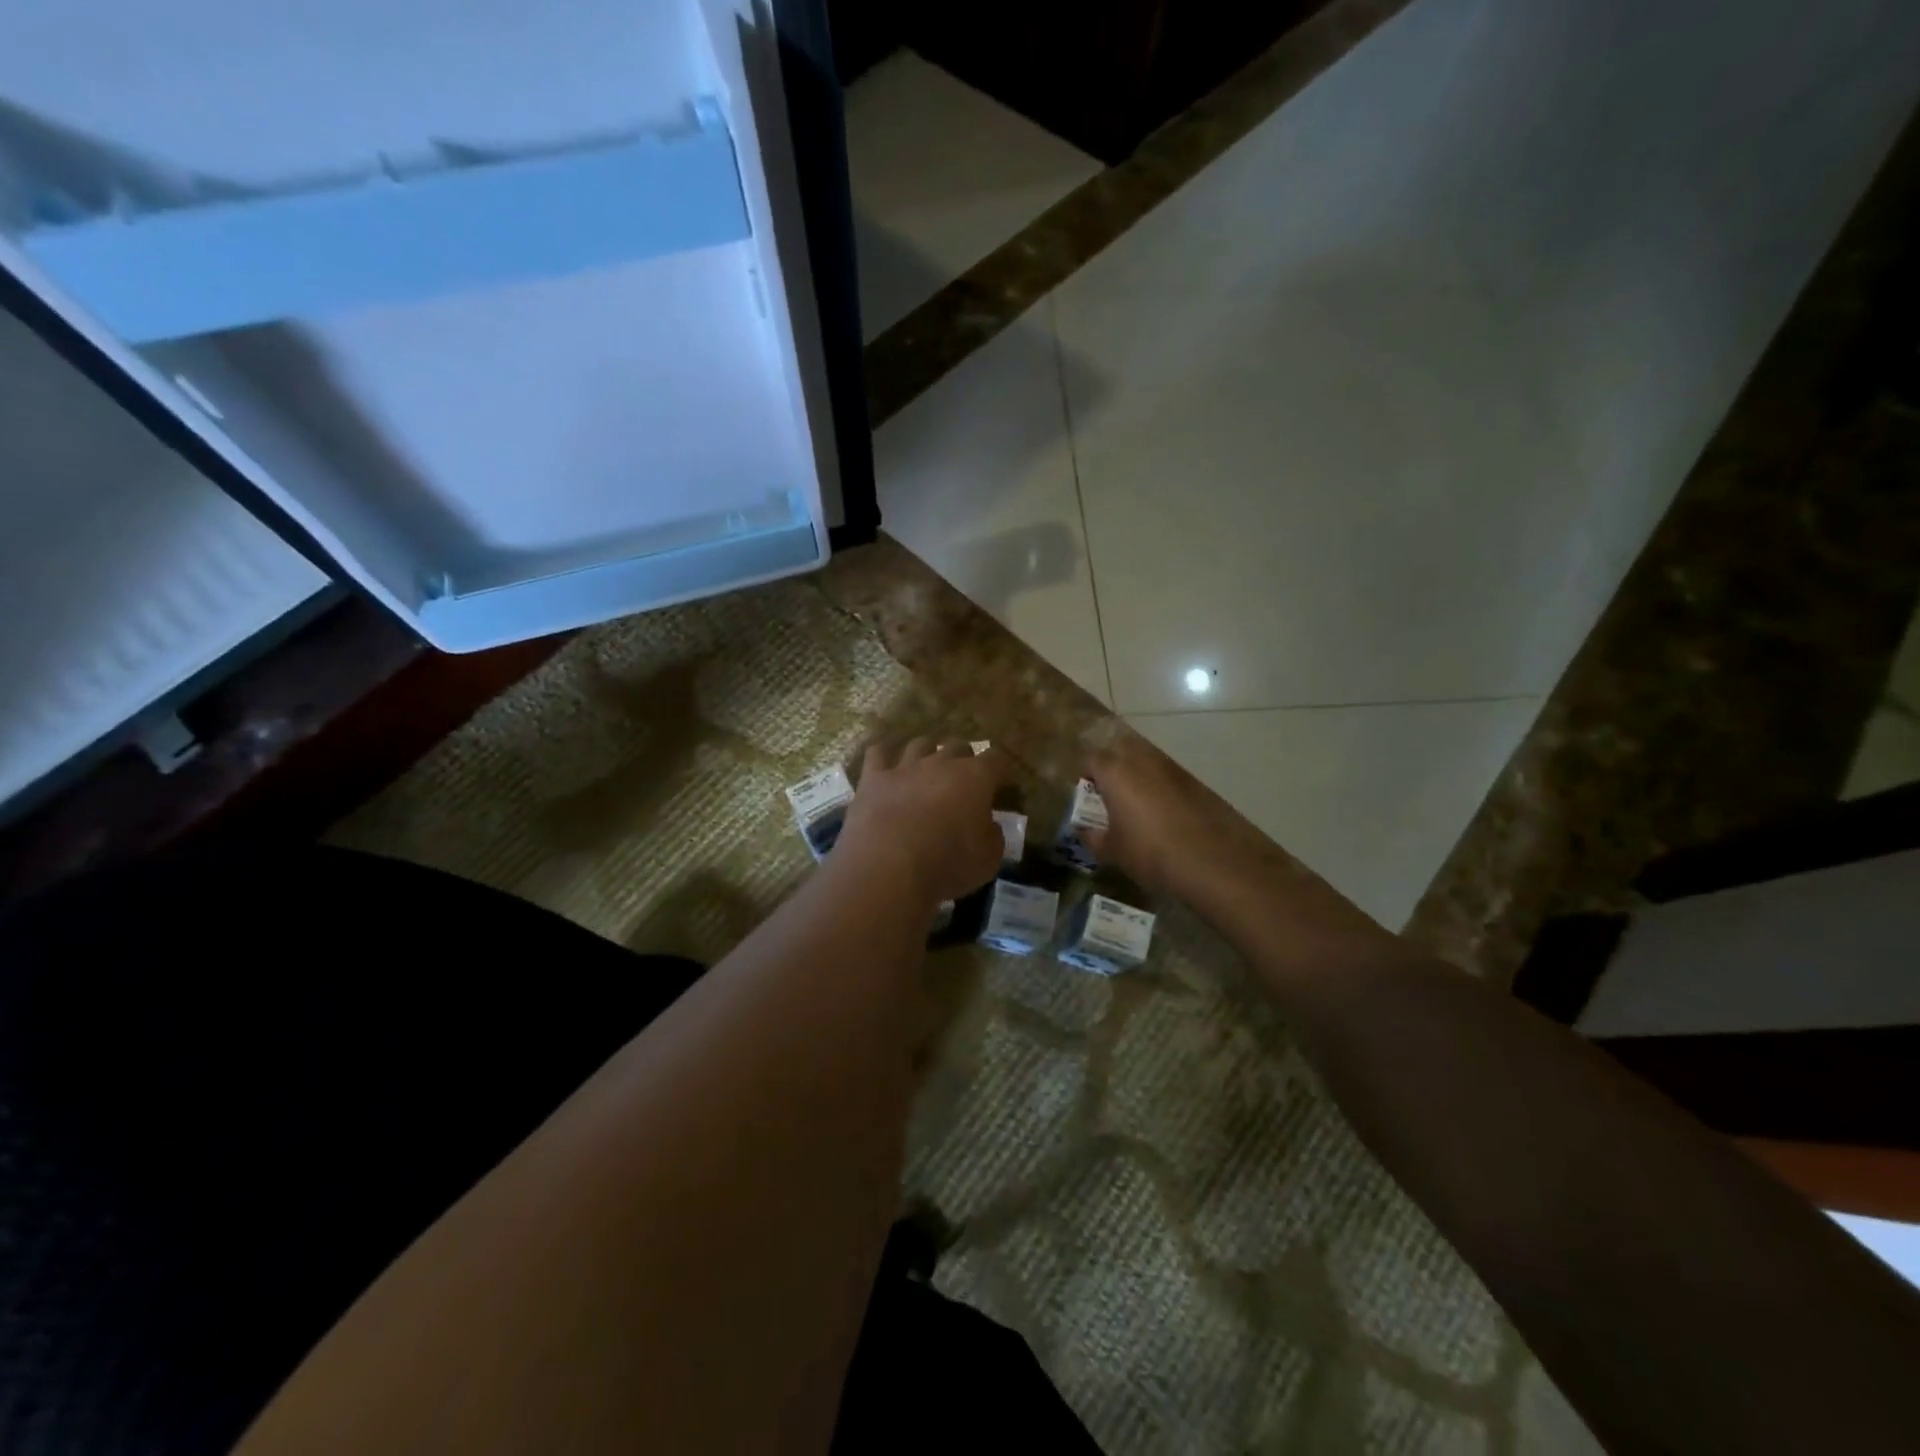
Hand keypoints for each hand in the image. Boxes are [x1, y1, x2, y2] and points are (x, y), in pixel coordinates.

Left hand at [838, 738, 1007, 904]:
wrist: (888, 868)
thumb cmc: (948, 865)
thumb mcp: (988, 859)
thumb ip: (993, 835)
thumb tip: (988, 825)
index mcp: (976, 778)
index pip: (997, 758)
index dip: (1001, 768)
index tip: (1001, 782)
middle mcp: (941, 763)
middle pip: (958, 745)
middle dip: (964, 758)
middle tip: (964, 778)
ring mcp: (904, 767)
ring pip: (920, 744)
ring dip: (928, 752)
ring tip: (928, 766)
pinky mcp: (873, 778)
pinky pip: (878, 753)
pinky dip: (884, 755)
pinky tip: (886, 763)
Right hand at [1085, 730, 1390, 948]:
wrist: (1210, 861)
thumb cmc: (1150, 852)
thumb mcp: (1112, 850)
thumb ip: (1092, 836)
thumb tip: (1084, 830)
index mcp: (1115, 771)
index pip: (1090, 759)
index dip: (1085, 776)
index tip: (1086, 798)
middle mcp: (1142, 759)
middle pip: (1118, 751)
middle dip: (1111, 768)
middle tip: (1109, 798)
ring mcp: (1171, 767)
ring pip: (1145, 761)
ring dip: (1136, 777)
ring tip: (1136, 808)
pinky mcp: (1193, 780)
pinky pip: (1166, 776)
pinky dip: (1159, 788)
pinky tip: (1162, 816)